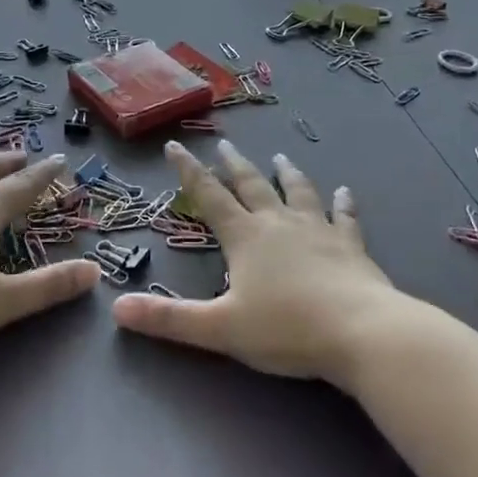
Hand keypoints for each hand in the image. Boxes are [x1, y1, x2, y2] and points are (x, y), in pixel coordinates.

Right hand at [112, 140, 396, 384]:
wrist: (360, 331)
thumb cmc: (286, 329)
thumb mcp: (220, 328)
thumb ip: (169, 320)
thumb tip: (117, 309)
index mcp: (245, 237)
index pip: (210, 196)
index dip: (189, 172)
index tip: (175, 146)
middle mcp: (278, 223)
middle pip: (252, 186)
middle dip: (234, 166)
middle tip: (225, 145)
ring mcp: (318, 230)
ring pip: (298, 192)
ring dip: (287, 174)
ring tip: (280, 157)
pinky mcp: (351, 246)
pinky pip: (345, 217)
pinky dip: (344, 204)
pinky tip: (346, 192)